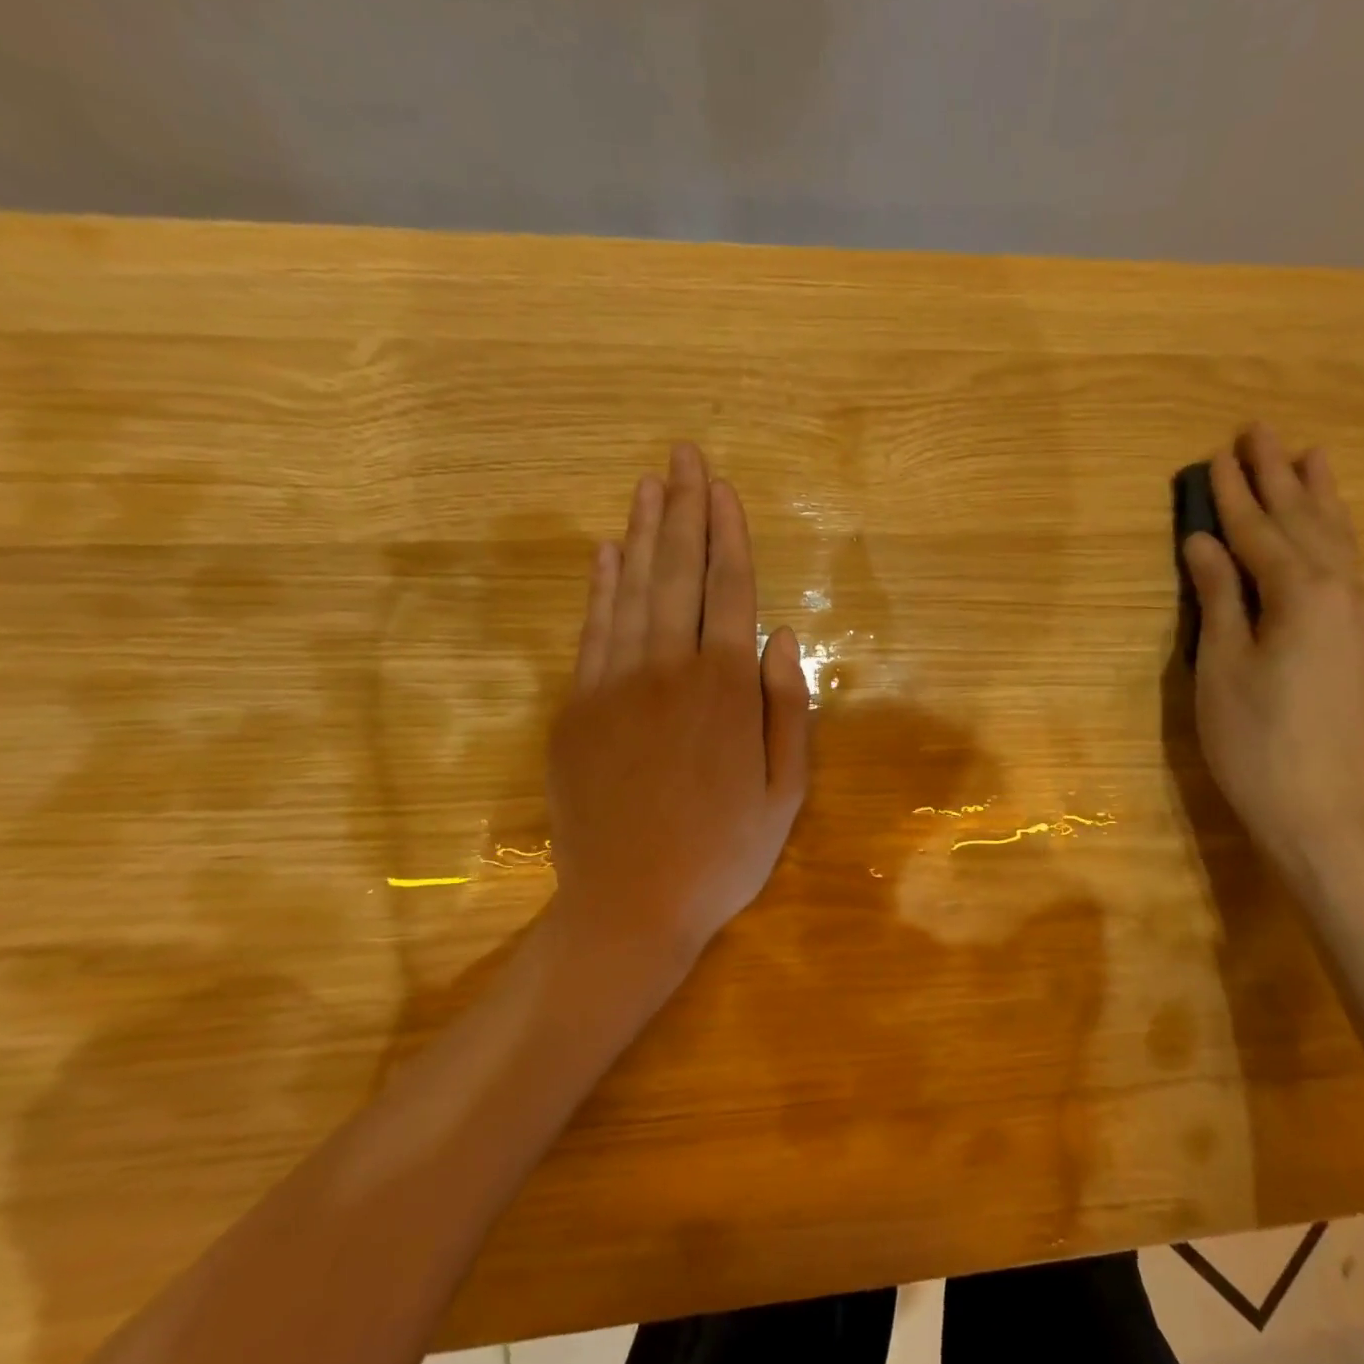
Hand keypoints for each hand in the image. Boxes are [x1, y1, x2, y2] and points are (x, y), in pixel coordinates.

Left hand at [541, 444, 809, 983]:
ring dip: (642, 534)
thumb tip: (783, 635)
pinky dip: (601, 587)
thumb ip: (788, 708)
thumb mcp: (785, 792)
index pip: (729, 591)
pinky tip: (608, 552)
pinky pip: (592, 632)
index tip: (723, 487)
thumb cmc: (723, 855)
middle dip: (683, 511)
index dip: (728, 535)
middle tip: (683, 456)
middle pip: (678, 575)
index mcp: (725, 692)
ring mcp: (613, 687)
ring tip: (650, 484)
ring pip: (632, 592)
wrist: (629, 908)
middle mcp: (668, 672)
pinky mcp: (575, 709)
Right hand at [1181, 426, 1363, 869]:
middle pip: (1304, 521)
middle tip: (1260, 431)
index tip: (1216, 455)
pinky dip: (1335, 534)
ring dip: (1318, 496)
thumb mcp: (1221, 666)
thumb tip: (1204, 542)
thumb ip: (1218, 597)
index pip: (1259, 531)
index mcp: (1300, 593)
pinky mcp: (1363, 640)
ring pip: (1337, 539)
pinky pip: (1349, 565)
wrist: (1322, 810)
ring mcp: (1360, 615)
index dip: (1233, 494)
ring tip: (1311, 454)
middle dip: (1278, 476)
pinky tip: (1332, 529)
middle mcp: (1341, 590)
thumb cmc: (1255, 740)